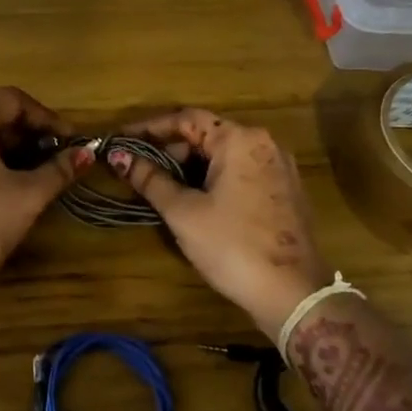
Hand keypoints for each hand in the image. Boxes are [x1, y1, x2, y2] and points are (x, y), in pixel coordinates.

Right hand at [109, 109, 331, 336]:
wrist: (292, 293)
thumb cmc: (232, 245)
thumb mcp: (184, 212)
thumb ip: (151, 180)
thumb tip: (119, 156)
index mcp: (240, 140)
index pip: (186, 118)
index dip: (149, 127)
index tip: (121, 140)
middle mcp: (264, 144)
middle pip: (207, 135)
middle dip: (169, 151)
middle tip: (138, 171)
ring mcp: (279, 168)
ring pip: (224, 157)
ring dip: (190, 168)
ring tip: (160, 189)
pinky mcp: (284, 192)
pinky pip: (241, 174)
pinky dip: (213, 181)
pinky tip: (194, 203)